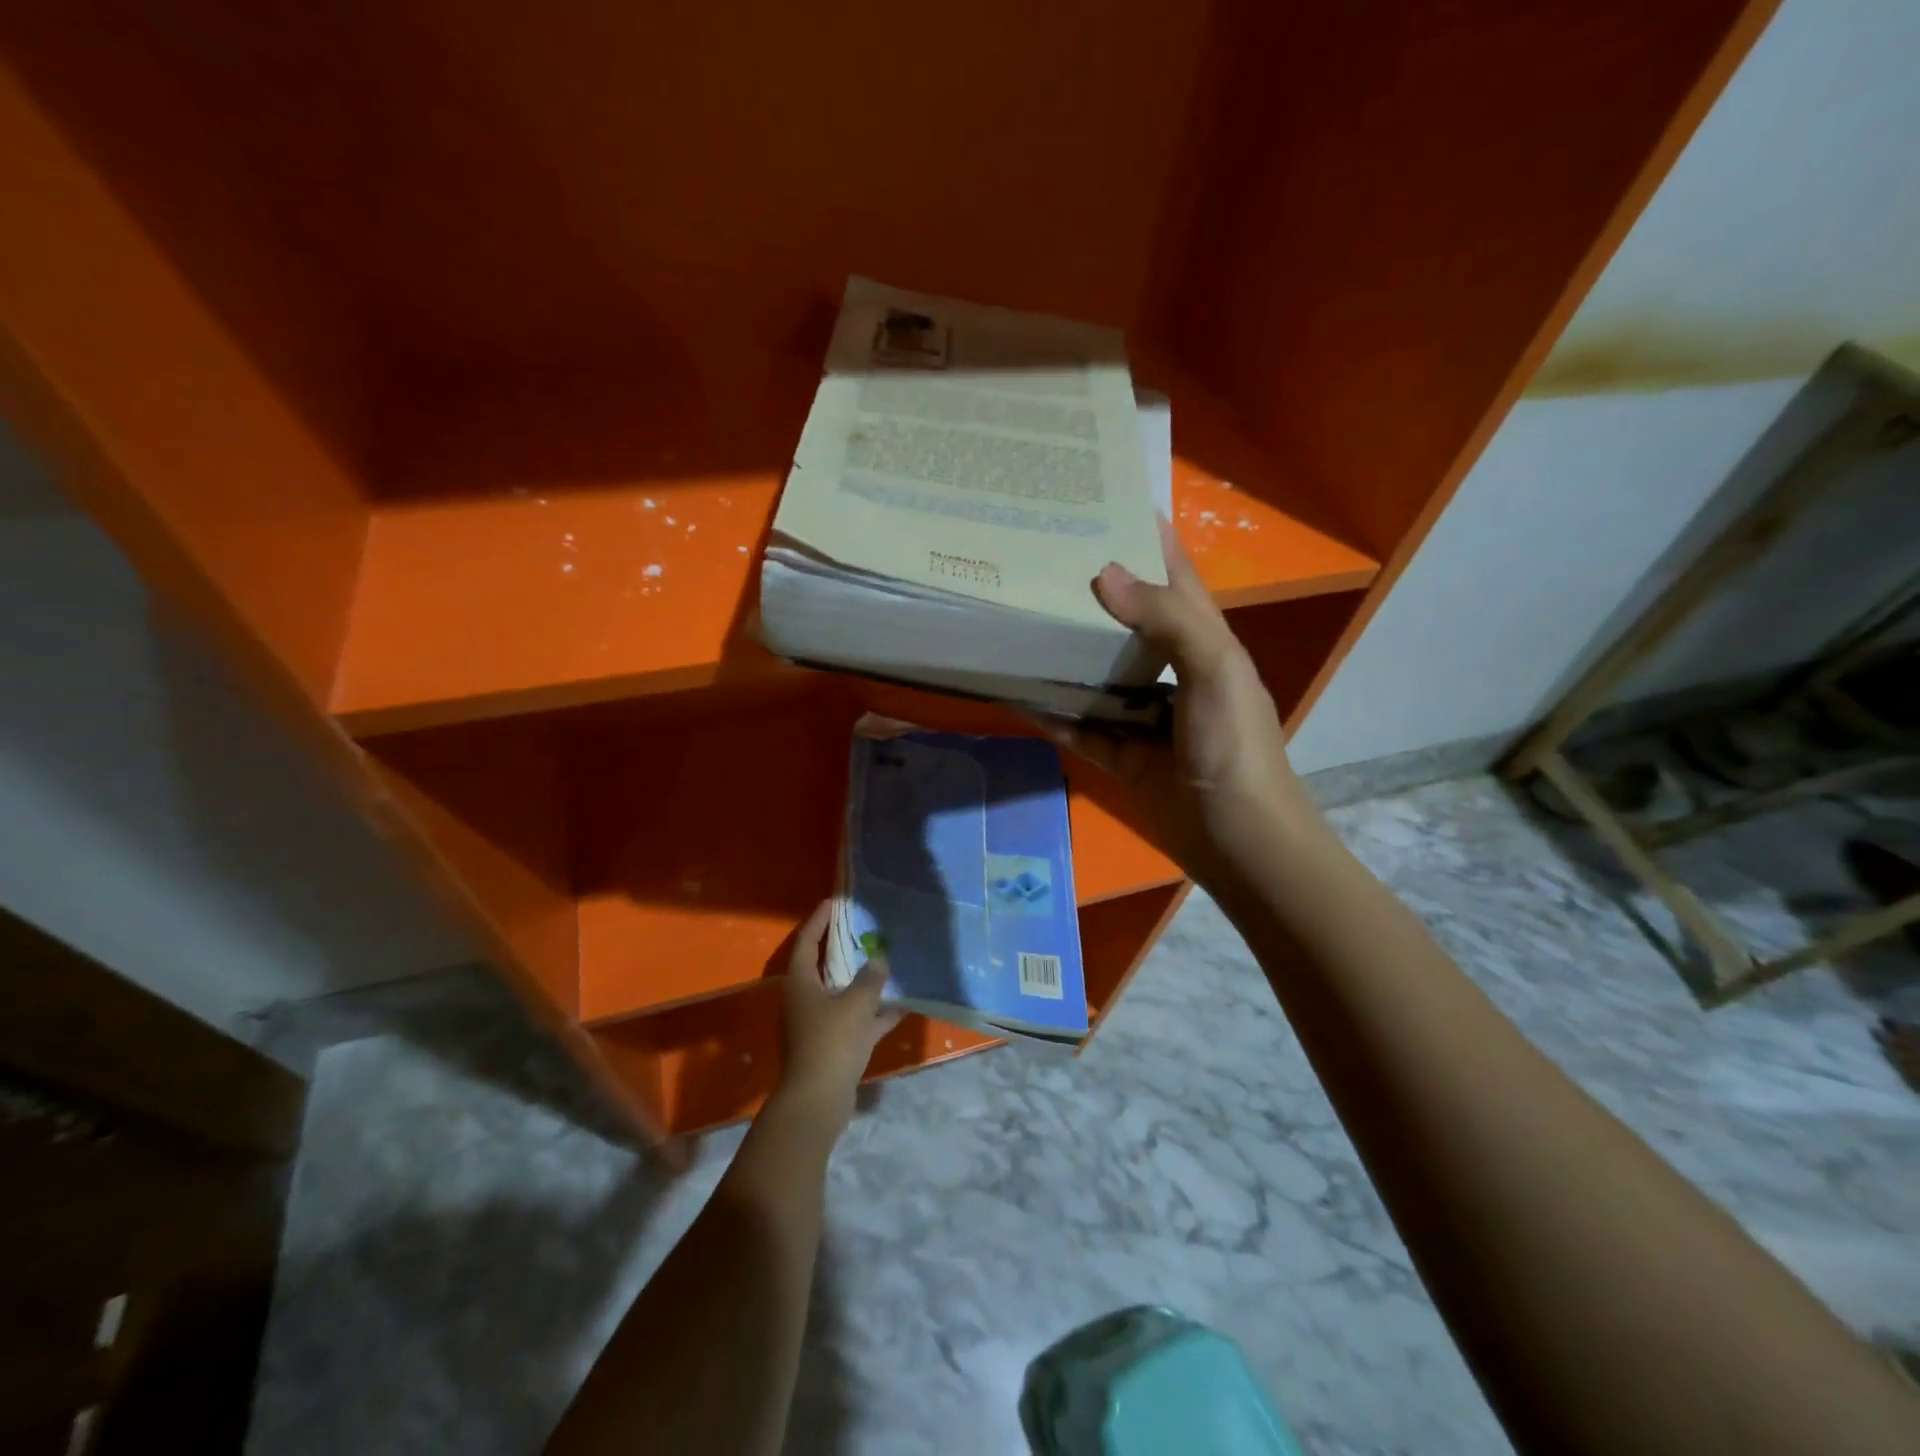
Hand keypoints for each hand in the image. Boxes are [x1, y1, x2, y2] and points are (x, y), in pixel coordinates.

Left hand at [776, 900, 901, 1134]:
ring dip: (861, 981)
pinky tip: (900, 1007)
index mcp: (800, 982)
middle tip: (862, 928)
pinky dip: (872, 1013)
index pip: (807, 940)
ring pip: (840, 993)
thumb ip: (870, 978)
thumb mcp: (856, 1003)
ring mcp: (816, 1024)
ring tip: (886, 963)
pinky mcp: (831, 1045)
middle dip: (842, 948)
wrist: (817, 1100)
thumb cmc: (831, 1041)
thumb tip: (879, 958)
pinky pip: (854, 1020)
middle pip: (823, 966)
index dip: (819, 920)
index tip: (835, 902)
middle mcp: (804, 999)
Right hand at [1045, 518, 1324, 889]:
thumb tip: (1104, 574)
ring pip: (1097, 671)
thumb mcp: (1215, 671)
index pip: (1173, 573)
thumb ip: (1168, 620)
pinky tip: (1016, 693)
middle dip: (1091, 589)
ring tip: (1017, 616)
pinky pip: (1079, 725)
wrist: (1238, 840)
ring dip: (1065, 651)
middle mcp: (1171, 668)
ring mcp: (1143, 713)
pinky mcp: (1120, 752)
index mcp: (1203, 639)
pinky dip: (1052, 712)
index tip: (1101, 500)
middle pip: (1126, 618)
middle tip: (1037, 558)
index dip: (1145, 535)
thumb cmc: (1235, 748)